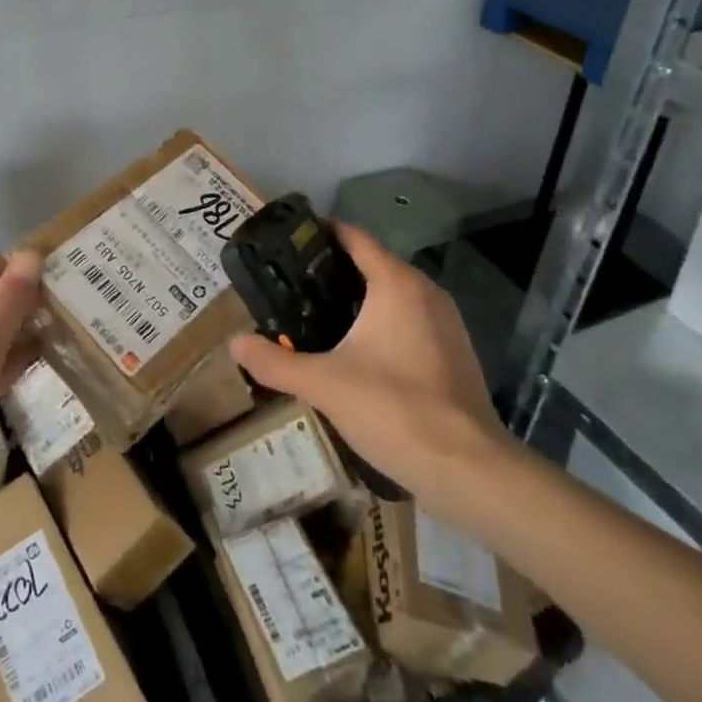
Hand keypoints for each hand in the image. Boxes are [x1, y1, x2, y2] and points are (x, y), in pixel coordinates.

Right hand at [228, 223, 516, 506]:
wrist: (468, 468)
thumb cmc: (394, 409)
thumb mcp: (323, 384)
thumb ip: (274, 362)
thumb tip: (233, 343)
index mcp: (396, 283)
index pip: (354, 237)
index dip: (320, 233)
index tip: (287, 243)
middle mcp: (425, 290)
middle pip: (373, 263)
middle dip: (332, 271)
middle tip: (290, 286)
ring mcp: (446, 321)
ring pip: (393, 293)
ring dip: (358, 298)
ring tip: (315, 316)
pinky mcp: (454, 350)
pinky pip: (410, 319)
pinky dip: (382, 322)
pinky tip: (357, 351)